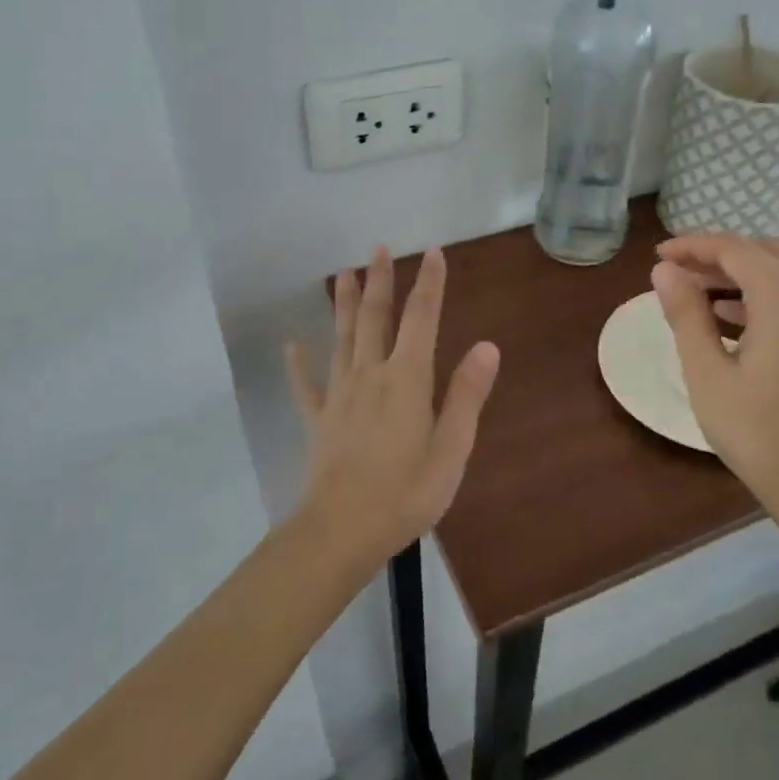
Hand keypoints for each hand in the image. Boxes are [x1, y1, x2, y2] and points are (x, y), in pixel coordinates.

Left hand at [287, 246, 501, 565]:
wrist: (341, 531)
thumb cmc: (406, 493)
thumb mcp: (451, 449)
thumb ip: (467, 395)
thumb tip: (487, 346)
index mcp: (407, 379)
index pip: (422, 319)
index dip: (430, 284)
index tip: (433, 252)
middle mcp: (371, 374)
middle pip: (376, 318)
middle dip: (381, 281)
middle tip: (379, 248)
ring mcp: (339, 395)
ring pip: (342, 338)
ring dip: (345, 304)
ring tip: (344, 274)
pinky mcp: (318, 419)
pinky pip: (306, 385)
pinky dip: (299, 364)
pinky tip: (291, 346)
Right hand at [650, 234, 778, 514]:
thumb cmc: (756, 431)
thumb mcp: (706, 371)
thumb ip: (685, 314)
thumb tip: (665, 271)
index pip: (734, 250)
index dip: (693, 246)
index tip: (658, 256)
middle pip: (761, 254)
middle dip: (716, 256)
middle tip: (675, 272)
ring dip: (737, 276)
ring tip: (693, 295)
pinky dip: (758, 297)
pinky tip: (728, 320)